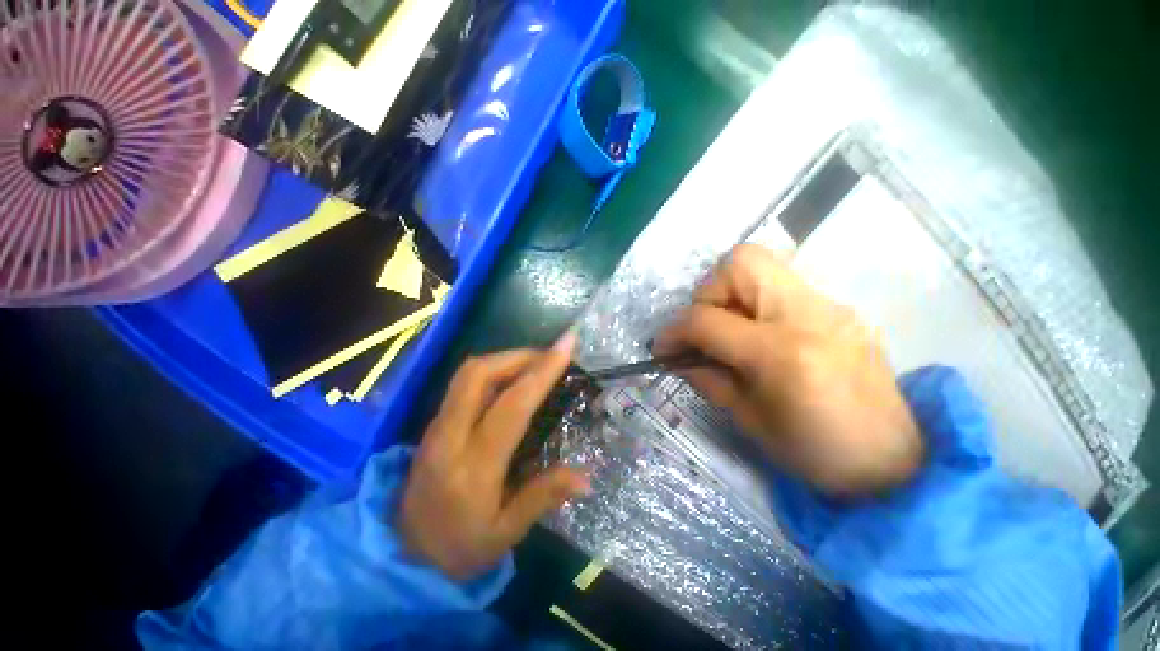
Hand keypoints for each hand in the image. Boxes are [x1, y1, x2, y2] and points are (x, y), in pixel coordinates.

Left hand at [398, 333, 589, 580]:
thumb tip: (586, 477)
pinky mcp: (434, 423)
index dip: (541, 372)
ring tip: (536, 363)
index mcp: (473, 467)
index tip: (567, 346)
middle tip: (550, 356)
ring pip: (468, 373)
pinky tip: (512, 379)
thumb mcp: (505, 534)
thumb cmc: (458, 549)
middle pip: (479, 374)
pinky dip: (493, 370)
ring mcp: (437, 426)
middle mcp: (450, 436)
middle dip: (519, 356)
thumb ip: (543, 498)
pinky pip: (464, 383)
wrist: (401, 556)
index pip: (511, 405)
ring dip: (505, 359)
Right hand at [657, 244, 923, 497]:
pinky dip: (755, 302)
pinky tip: (758, 335)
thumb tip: (675, 357)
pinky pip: (782, 285)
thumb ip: (706, 378)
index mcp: (781, 353)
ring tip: (729, 330)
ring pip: (762, 264)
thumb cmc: (815, 453)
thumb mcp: (748, 420)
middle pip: (740, 262)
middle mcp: (807, 314)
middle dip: (708, 291)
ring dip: (730, 292)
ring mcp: (829, 305)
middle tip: (706, 327)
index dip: (673, 331)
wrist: (894, 463)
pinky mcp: (838, 308)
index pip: (707, 320)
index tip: (662, 347)